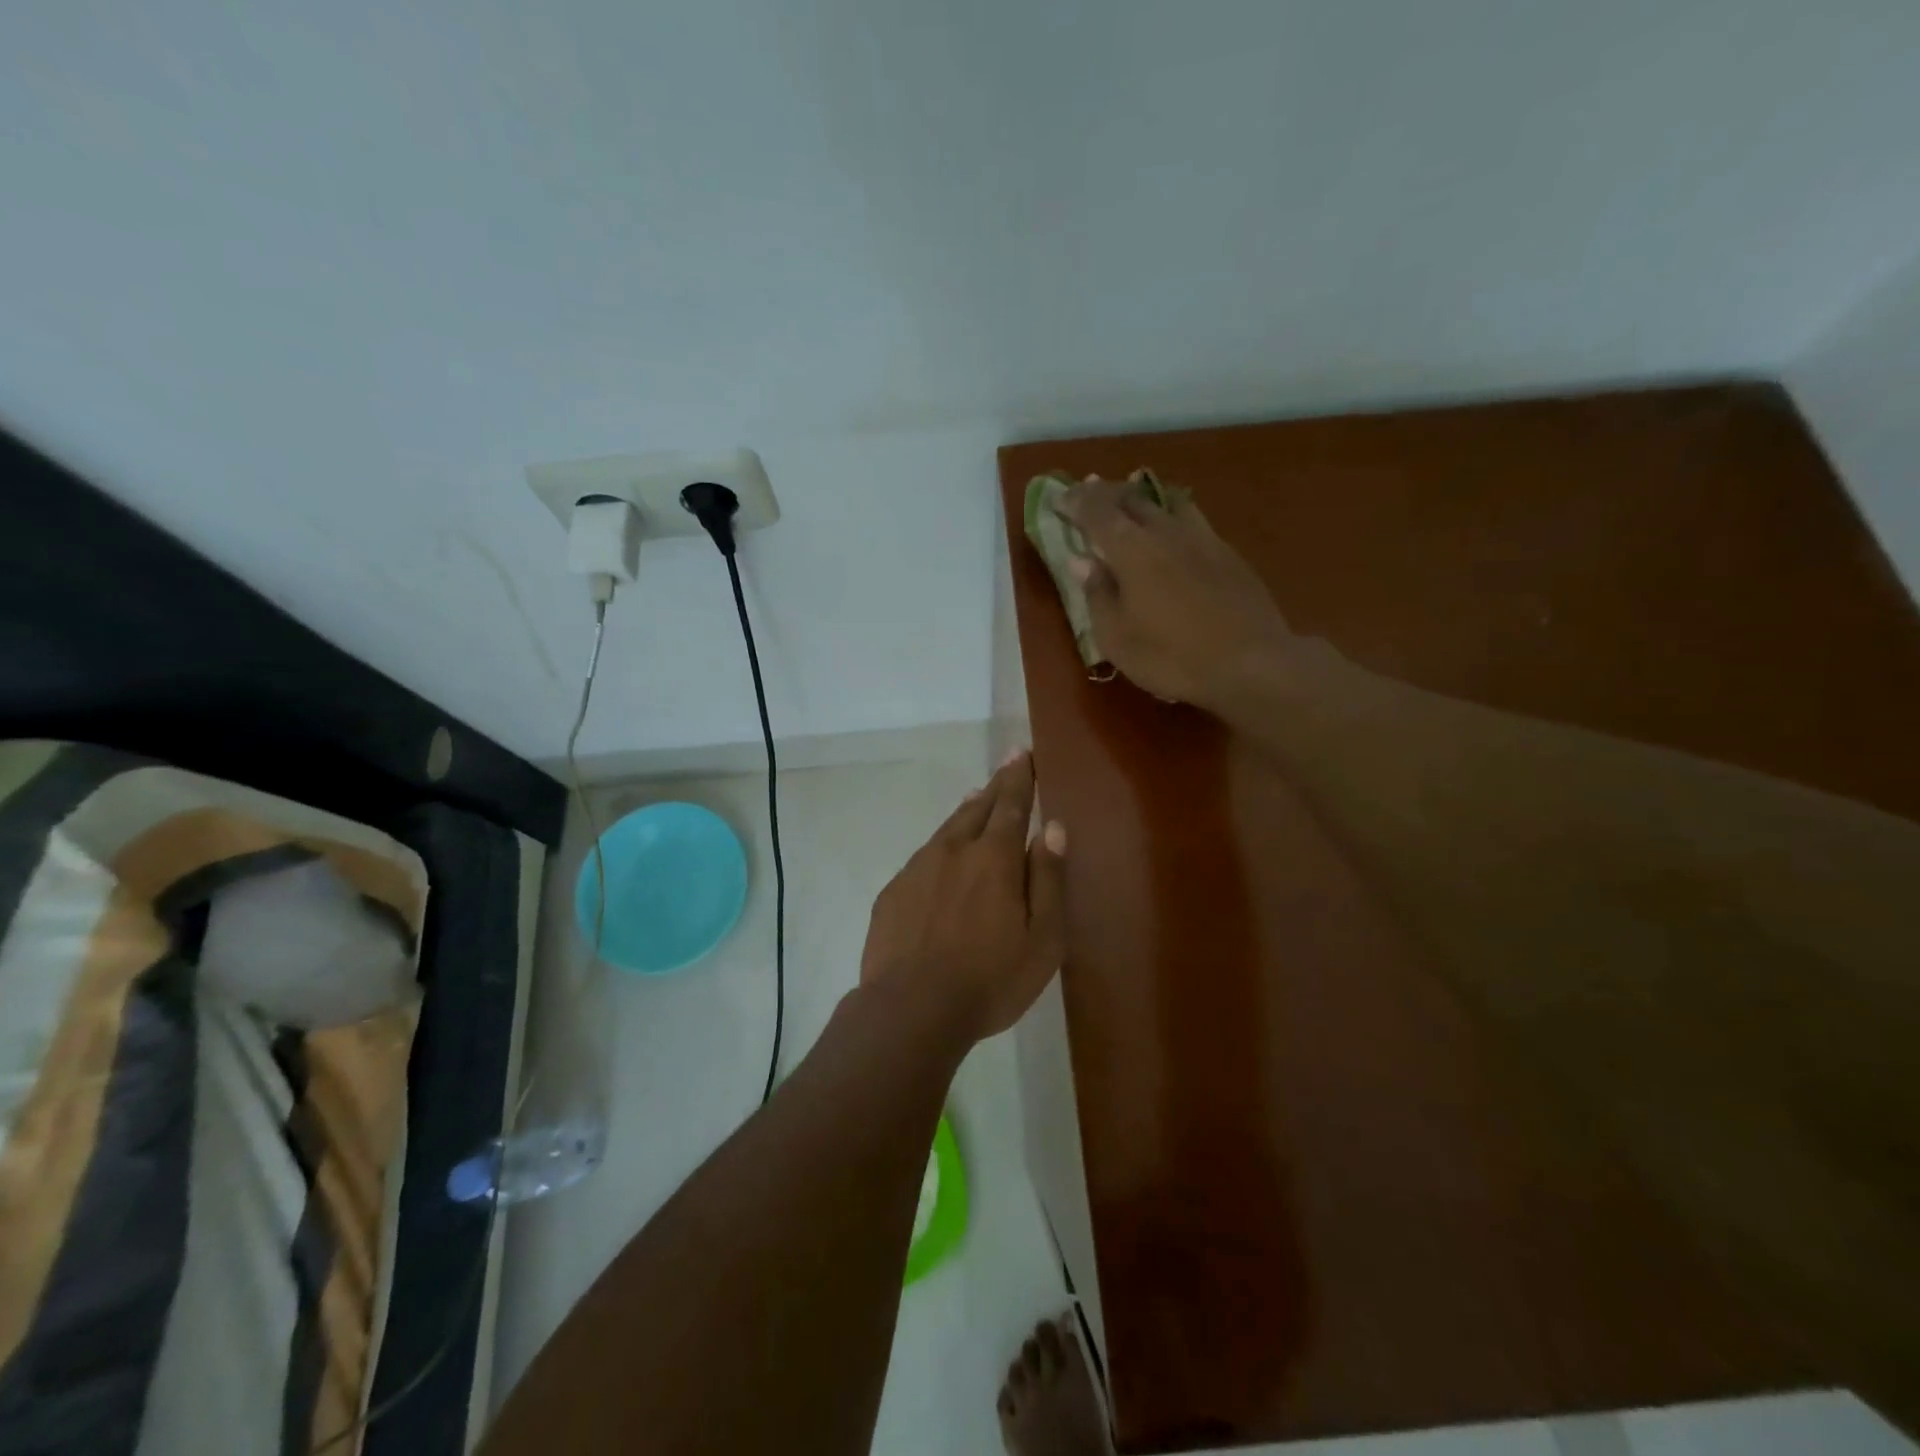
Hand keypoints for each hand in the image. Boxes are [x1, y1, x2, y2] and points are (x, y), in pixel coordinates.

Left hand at [859, 750, 1066, 1040]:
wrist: (910, 1008)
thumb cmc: (990, 978)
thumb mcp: (1042, 938)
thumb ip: (1049, 879)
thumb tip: (1053, 829)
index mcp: (995, 857)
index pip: (1012, 804)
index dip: (1020, 777)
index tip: (1023, 753)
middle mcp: (954, 850)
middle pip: (979, 808)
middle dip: (997, 785)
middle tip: (1008, 764)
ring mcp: (918, 868)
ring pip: (948, 828)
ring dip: (967, 810)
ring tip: (977, 797)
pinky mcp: (893, 891)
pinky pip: (924, 855)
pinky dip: (940, 844)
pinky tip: (941, 855)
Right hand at [1063, 475, 1293, 715]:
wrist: (1251, 663)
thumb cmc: (1172, 657)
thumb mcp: (1117, 638)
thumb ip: (1098, 595)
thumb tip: (1082, 561)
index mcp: (1132, 550)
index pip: (1097, 512)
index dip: (1076, 502)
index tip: (1060, 497)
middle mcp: (1166, 533)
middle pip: (1133, 499)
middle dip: (1106, 493)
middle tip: (1090, 492)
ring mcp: (1202, 539)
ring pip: (1168, 502)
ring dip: (1143, 498)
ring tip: (1132, 500)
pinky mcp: (1228, 554)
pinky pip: (1193, 520)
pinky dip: (1172, 515)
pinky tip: (1174, 529)